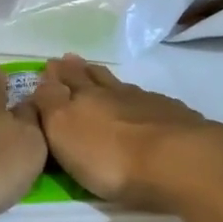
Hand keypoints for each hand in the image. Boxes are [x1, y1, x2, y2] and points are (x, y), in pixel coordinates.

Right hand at [33, 54, 222, 211]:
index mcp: (83, 99)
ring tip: (100, 74)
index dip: (55, 75)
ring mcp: (147, 103)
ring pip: (121, 86)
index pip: (64, 82)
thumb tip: (45, 80)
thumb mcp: (64, 131)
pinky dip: (139, 97)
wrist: (178, 161)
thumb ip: (51, 104)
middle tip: (70, 60)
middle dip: (79, 70)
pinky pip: (149, 99)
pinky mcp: (175, 117)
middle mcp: (114, 94)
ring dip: (108, 80)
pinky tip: (142, 100)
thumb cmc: (110, 157)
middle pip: (93, 78)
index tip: (50, 65)